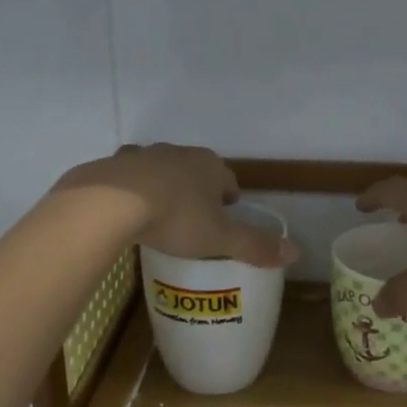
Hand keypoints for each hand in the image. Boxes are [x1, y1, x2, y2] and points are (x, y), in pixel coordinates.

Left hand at [57, 145, 297, 267]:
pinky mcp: (113, 164)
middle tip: (193, 220)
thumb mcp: (220, 238)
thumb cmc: (175, 218)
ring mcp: (143, 155)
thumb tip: (296, 252)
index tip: (224, 218)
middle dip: (197, 190)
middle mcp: (179, 153)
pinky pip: (127, 176)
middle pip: (195, 171)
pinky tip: (125, 209)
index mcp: (210, 166)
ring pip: (161, 169)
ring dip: (163, 186)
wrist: (110, 203)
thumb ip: (255, 246)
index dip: (229, 200)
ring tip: (159, 214)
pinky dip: (130, 188)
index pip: (228, 180)